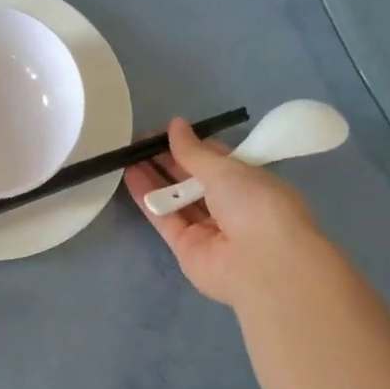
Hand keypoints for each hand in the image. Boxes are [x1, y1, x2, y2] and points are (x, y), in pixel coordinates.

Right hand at [124, 117, 336, 308]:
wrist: (261, 264)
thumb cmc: (255, 205)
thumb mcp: (226, 168)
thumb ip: (193, 151)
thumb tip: (175, 124)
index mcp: (250, 183)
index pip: (216, 159)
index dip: (191, 144)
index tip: (166, 131)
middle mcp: (230, 206)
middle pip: (193, 179)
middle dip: (168, 159)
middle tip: (140, 142)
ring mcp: (207, 229)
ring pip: (176, 198)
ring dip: (153, 176)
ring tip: (128, 154)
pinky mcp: (185, 247)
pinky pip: (164, 218)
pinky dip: (147, 197)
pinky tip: (129, 174)